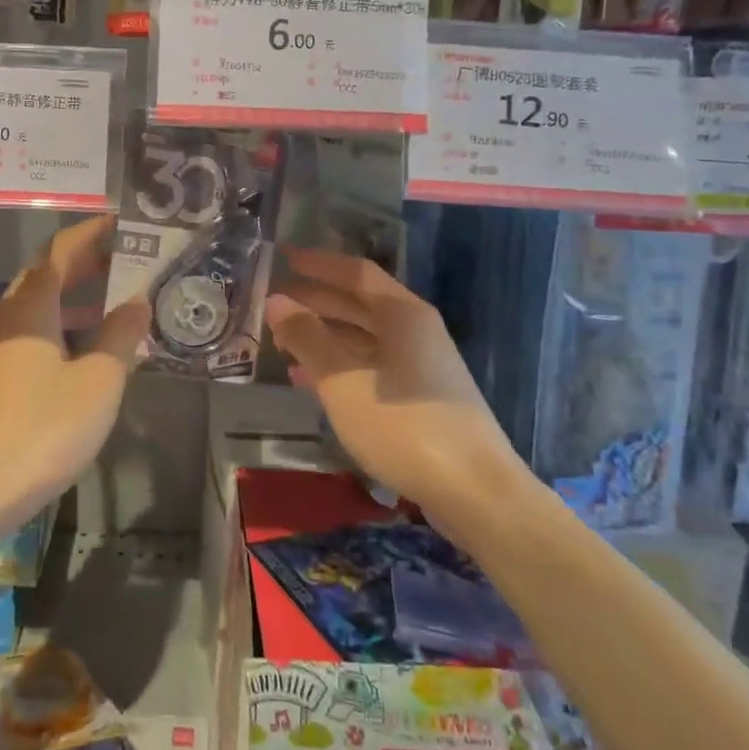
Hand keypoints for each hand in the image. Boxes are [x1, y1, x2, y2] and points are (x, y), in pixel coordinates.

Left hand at [0, 217, 150, 533]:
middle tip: (125, 260)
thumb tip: (138, 301)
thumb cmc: (42, 430)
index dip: (91, 233)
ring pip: (36, 306)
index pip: (61, 251)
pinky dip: (59, 326)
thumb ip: (120, 336)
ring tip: (113, 303)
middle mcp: (7, 318)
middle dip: (84, 262)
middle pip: (45, 274)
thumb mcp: (98, 382)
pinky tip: (82, 352)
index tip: (122, 222)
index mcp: (31, 308)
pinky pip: (29, 334)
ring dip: (73, 297)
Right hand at [265, 247, 521, 515]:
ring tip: (282, 344)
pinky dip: (339, 367)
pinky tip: (310, 382)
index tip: (283, 258)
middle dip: (316, 301)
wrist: (475, 491)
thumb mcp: (343, 381)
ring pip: (363, 338)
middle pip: (359, 303)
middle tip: (274, 303)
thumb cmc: (404, 426)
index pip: (355, 272)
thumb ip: (307, 337)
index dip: (318, 263)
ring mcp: (421, 365)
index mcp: (402, 314)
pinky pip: (371, 367)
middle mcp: (415, 330)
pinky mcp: (421, 397)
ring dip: (324, 336)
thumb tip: (276, 300)